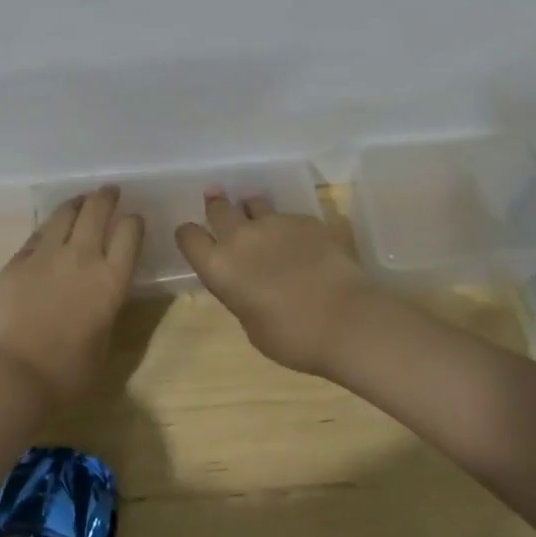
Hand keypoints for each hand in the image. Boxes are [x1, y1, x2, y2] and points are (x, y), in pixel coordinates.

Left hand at [0, 186, 142, 407]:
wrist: (17, 375)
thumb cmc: (70, 371)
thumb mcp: (106, 335)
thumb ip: (108, 301)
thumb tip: (104, 284)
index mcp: (111, 279)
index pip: (130, 231)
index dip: (133, 222)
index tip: (132, 222)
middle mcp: (82, 256)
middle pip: (97, 209)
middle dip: (106, 197)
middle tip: (109, 192)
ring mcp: (46, 254)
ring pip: (65, 212)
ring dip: (77, 202)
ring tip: (81, 201)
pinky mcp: (18, 260)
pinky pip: (37, 234)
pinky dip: (49, 228)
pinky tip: (51, 231)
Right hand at [175, 190, 378, 377]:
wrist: (347, 319)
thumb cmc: (293, 337)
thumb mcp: (252, 326)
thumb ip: (240, 296)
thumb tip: (246, 283)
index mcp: (219, 267)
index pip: (188, 236)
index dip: (189, 235)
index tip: (194, 238)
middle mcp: (241, 237)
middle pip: (218, 208)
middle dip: (216, 205)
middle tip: (216, 199)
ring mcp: (275, 223)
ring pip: (254, 202)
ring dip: (251, 208)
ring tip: (255, 211)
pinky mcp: (306, 220)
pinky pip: (288, 217)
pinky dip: (287, 226)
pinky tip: (300, 242)